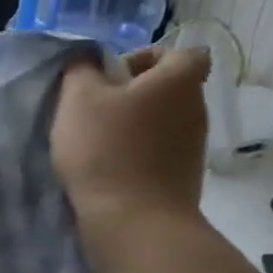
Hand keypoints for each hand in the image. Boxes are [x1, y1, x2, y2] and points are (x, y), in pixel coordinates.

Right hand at [51, 45, 211, 255]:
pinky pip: (159, 150)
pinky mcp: (183, 174)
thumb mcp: (77, 99)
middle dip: (132, 94)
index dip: (148, 58)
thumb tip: (87, 56)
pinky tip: (108, 168)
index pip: (181, 52)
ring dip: (133, 126)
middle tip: (93, 111)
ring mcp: (193, 144)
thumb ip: (80, 69)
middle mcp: (195, 107)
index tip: (113, 78)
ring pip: (162, 120)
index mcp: (177, 80)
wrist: (133, 219)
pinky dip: (137, 153)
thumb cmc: (104, 149)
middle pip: (167, 88)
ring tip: (95, 144)